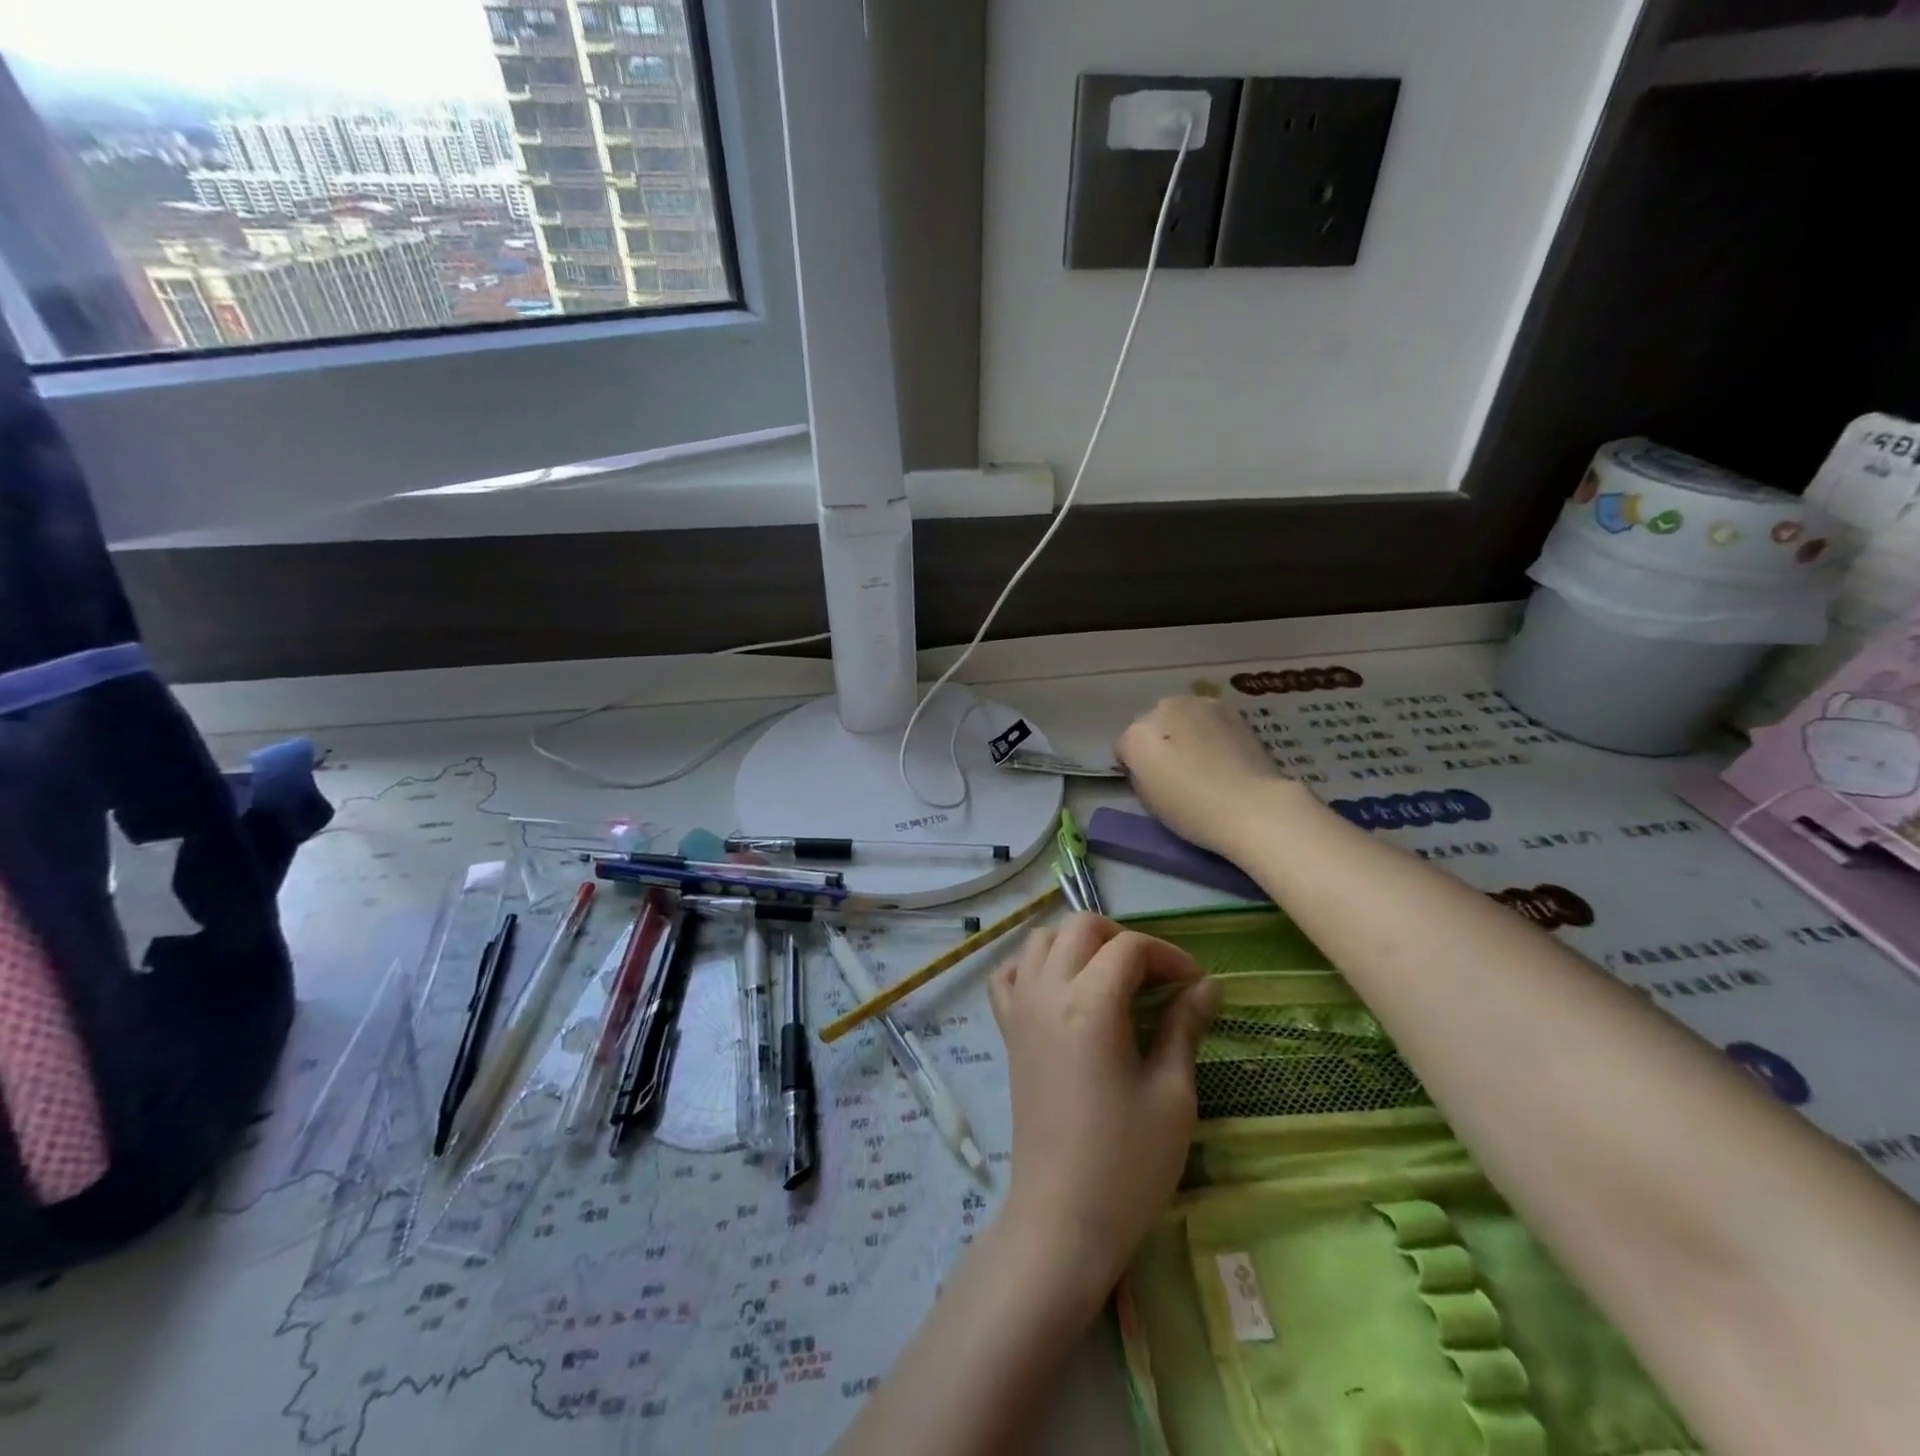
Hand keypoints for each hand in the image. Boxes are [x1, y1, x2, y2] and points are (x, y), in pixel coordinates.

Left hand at [988, 914, 1219, 1305]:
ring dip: (1079, 943)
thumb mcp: (1171, 1094)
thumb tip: (1207, 985)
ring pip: (1041, 939)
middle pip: (1081, 926)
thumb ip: (1184, 1027)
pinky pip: (1010, 973)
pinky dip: (1035, 965)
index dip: (1169, 956)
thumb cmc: (1128, 1162)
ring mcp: (1020, 1008)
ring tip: (1111, 977)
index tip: (1195, 985)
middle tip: (1155, 977)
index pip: (1130, 947)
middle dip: (1123, 939)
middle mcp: (1047, 991)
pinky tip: (1060, 988)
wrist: (1062, 1215)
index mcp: (1090, 1003)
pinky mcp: (1007, 1030)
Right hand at [1116, 693, 1298, 857]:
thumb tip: (1150, 765)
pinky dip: (1209, 728)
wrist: (1250, 805)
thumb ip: (1141, 773)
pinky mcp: (1227, 707)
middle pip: (1151, 724)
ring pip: (1180, 715)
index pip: (1124, 747)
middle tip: (1177, 768)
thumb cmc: (1192, 811)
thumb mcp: (1148, 800)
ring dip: (1184, 730)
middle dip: (1159, 741)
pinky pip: (1207, 716)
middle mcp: (1161, 710)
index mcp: (1135, 735)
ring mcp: (1196, 704)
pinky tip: (1223, 751)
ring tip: (1203, 757)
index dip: (1134, 765)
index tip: (1150, 782)